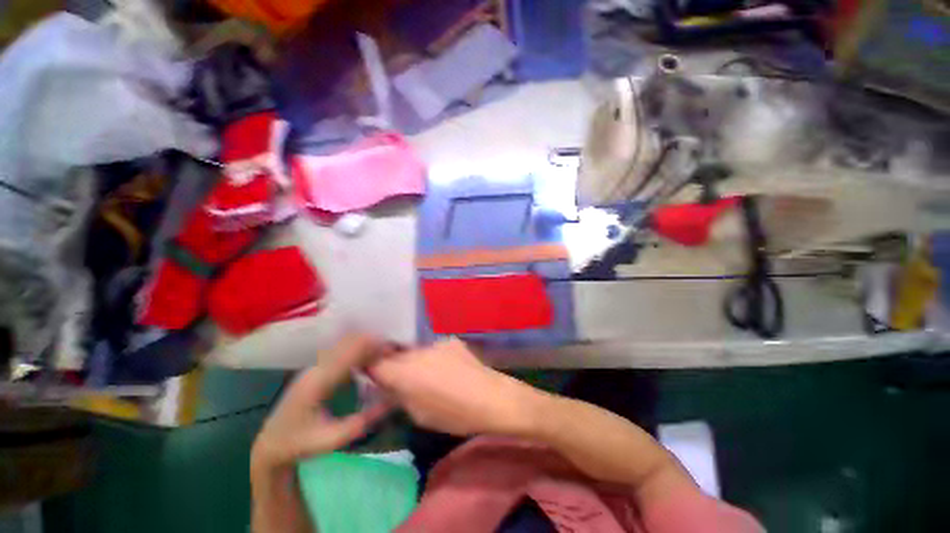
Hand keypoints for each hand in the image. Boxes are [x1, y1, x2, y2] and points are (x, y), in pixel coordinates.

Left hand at [251, 334, 390, 473]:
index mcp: (318, 382)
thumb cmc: (299, 444)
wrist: (270, 445)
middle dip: (372, 342)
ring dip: (365, 345)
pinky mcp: (316, 369)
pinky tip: (369, 360)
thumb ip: (363, 421)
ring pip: (345, 344)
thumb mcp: (332, 439)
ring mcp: (314, 367)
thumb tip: (392, 401)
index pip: (349, 353)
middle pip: (348, 342)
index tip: (393, 350)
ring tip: (385, 354)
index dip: (372, 347)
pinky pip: (341, 351)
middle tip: (393, 351)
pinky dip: (358, 351)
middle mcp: (316, 368)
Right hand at [368, 338, 542, 436]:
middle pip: (395, 355)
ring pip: (415, 351)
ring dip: (415, 361)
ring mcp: (435, 343)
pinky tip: (447, 369)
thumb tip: (388, 386)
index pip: (374, 363)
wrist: (491, 397)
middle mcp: (417, 352)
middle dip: (393, 365)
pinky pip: (434, 349)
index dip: (371, 370)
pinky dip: (433, 358)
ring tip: (428, 375)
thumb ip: (398, 396)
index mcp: (405, 372)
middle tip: (401, 380)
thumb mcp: (418, 414)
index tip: (374, 377)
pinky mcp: (450, 340)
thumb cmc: (454, 415)